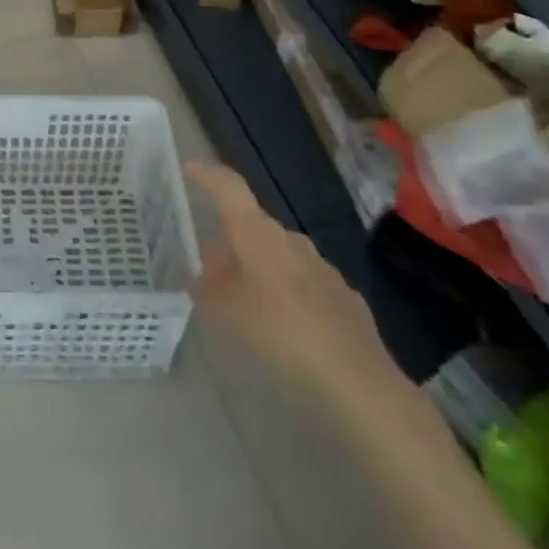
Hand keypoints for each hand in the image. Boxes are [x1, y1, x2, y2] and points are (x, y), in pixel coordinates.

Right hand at [186, 161, 406, 411]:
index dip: (209, 174)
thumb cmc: (281, 333)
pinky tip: (285, 324)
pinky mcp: (344, 295)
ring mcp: (321, 266)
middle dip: (232, 242)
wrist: (356, 380)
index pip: (230, 187)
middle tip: (212, 271)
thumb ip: (210, 292)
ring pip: (280, 255)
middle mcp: (290, 239)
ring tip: (246, 301)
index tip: (192, 168)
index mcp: (258, 233)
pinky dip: (287, 292)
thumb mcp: (229, 315)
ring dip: (259, 268)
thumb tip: (201, 281)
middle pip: (253, 227)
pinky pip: (304, 282)